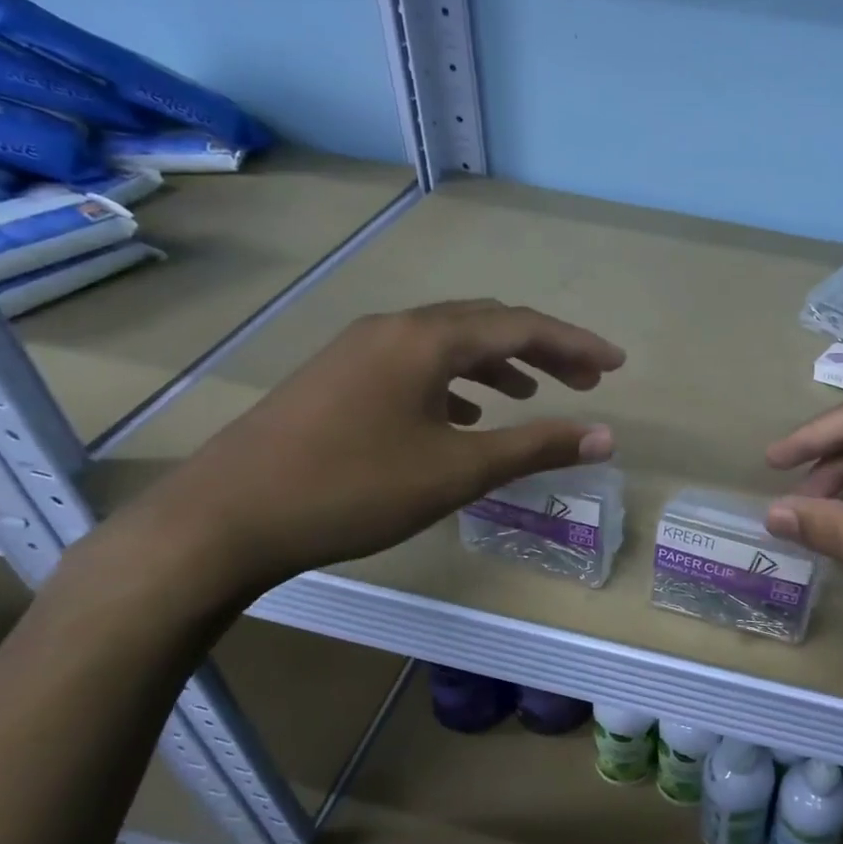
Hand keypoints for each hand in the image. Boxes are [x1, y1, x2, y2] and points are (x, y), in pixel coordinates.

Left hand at [116, 301, 623, 593]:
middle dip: (541, 350)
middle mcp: (394, 329)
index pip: (522, 326)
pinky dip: (454, 382)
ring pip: (447, 343)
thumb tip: (604, 435)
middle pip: (486, 325)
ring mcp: (359, 350)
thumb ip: (535, 447)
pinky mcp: (337, 377)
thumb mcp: (458, 471)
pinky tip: (462, 416)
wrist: (226, 518)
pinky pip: (414, 365)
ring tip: (530, 396)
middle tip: (584, 380)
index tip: (616, 364)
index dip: (576, 344)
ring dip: (498, 364)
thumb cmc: (354, 488)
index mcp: (426, 339)